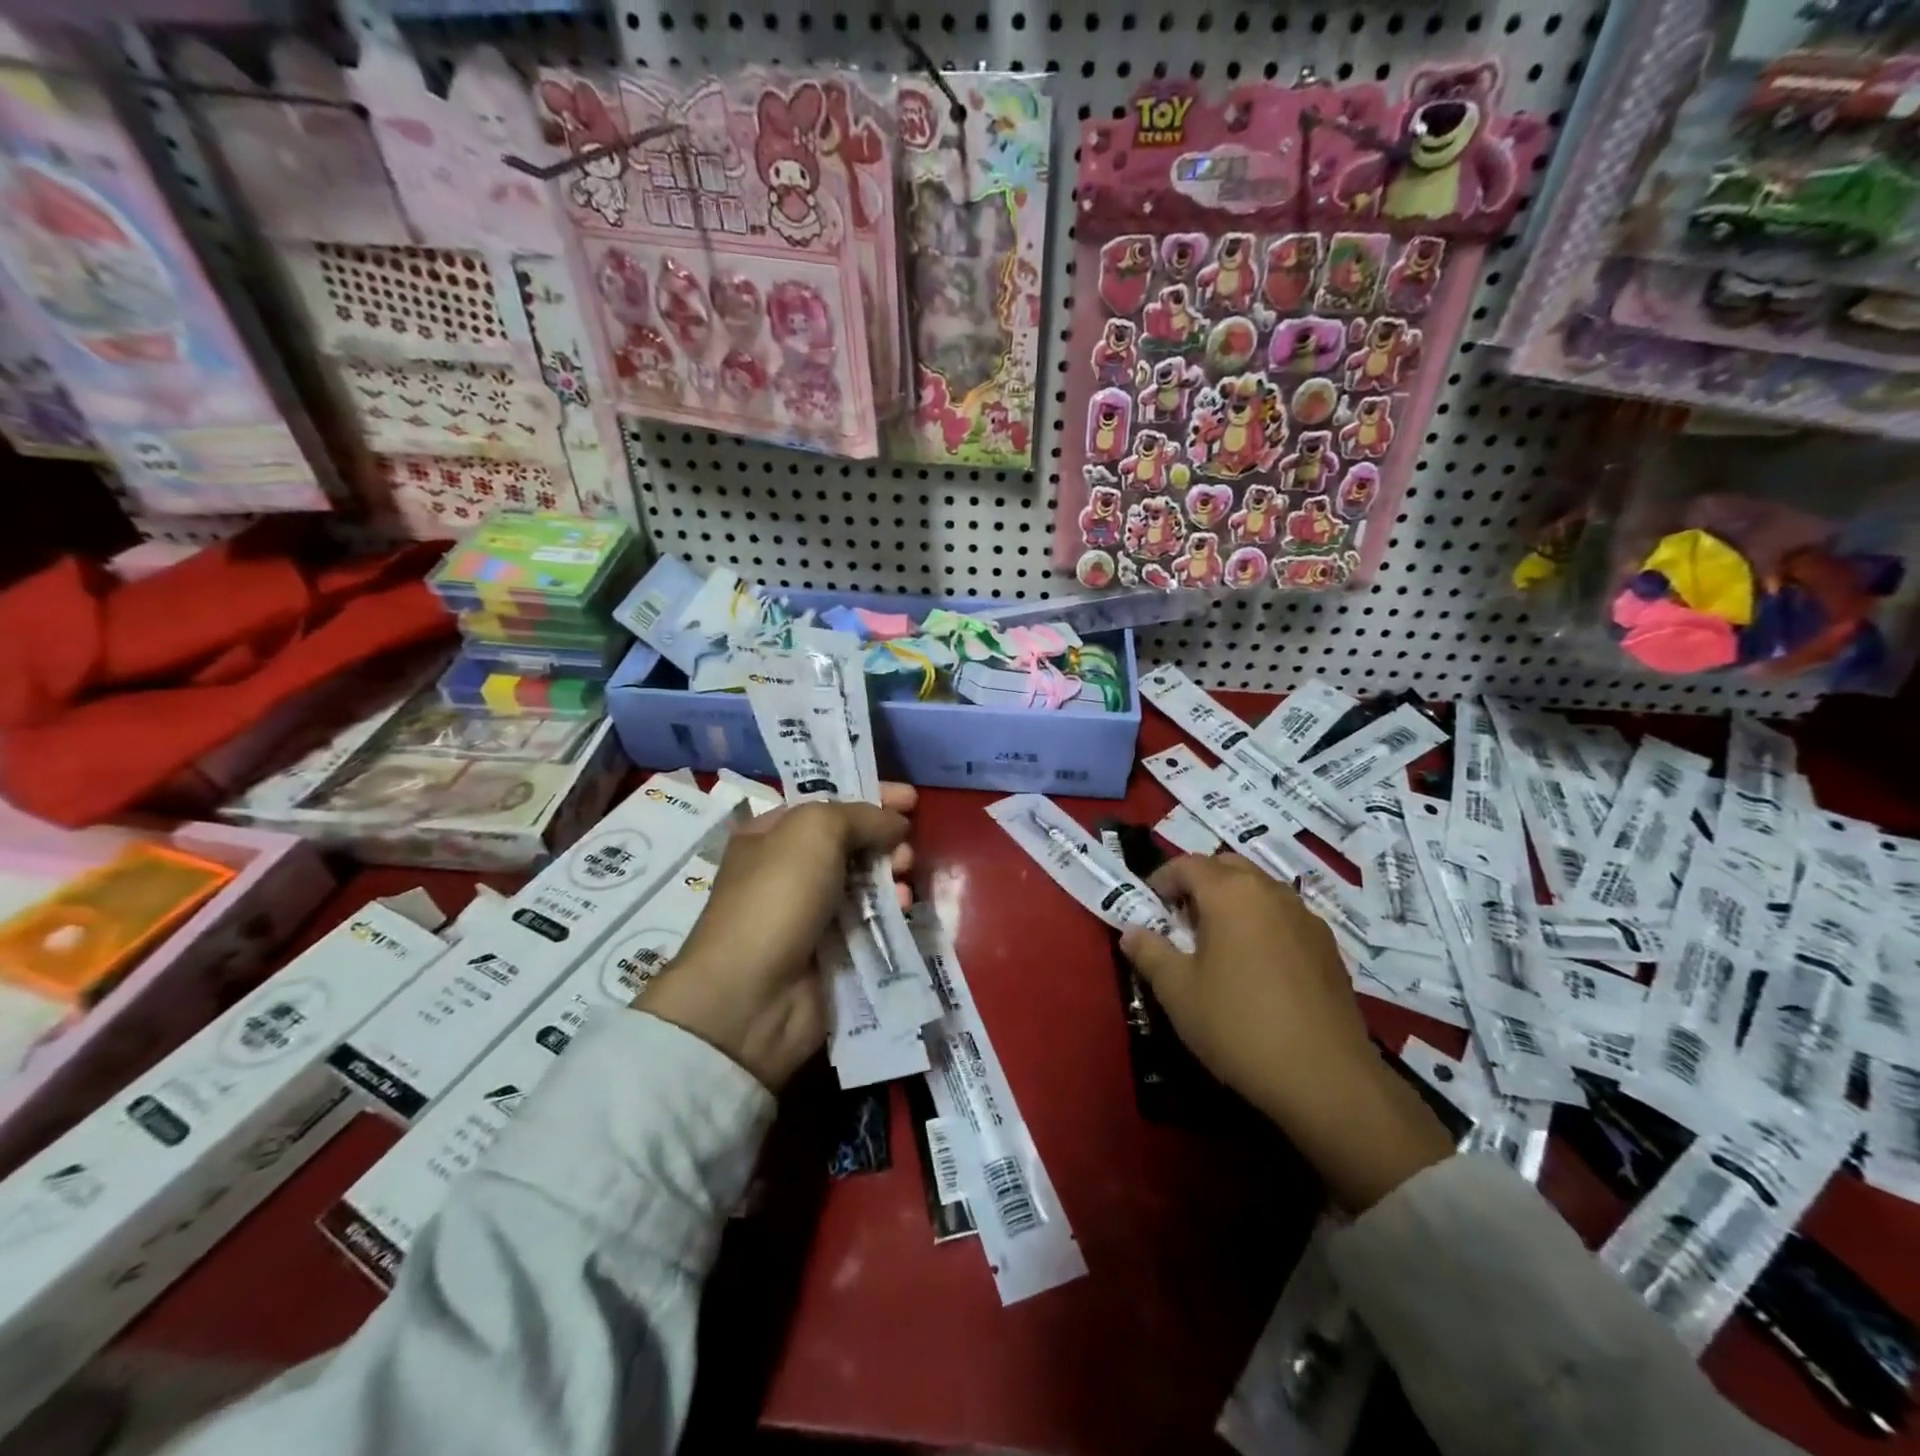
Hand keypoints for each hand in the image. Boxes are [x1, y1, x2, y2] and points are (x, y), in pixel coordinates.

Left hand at [636, 785, 915, 1090]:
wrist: (753, 996)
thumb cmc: (777, 896)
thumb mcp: (815, 831)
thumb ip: (861, 816)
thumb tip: (895, 824)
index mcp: (771, 835)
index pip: (829, 803)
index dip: (871, 796)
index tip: (912, 798)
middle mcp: (789, 871)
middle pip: (851, 843)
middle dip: (884, 839)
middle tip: (906, 848)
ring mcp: (811, 914)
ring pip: (865, 882)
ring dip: (892, 875)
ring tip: (906, 879)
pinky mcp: (833, 951)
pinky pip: (870, 921)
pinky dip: (890, 910)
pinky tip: (904, 909)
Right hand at [1120, 854, 1452, 1210]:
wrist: (1326, 1078)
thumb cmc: (1238, 1025)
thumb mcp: (1178, 992)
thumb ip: (1150, 953)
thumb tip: (1131, 933)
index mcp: (1231, 893)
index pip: (1188, 864)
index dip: (1162, 879)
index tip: (1149, 907)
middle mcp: (1271, 892)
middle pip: (1227, 868)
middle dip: (1199, 884)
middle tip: (1181, 921)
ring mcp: (1306, 918)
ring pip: (1260, 890)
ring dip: (1233, 902)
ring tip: (1217, 945)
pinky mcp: (1328, 948)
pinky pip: (1284, 917)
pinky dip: (1262, 924)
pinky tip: (1256, 968)